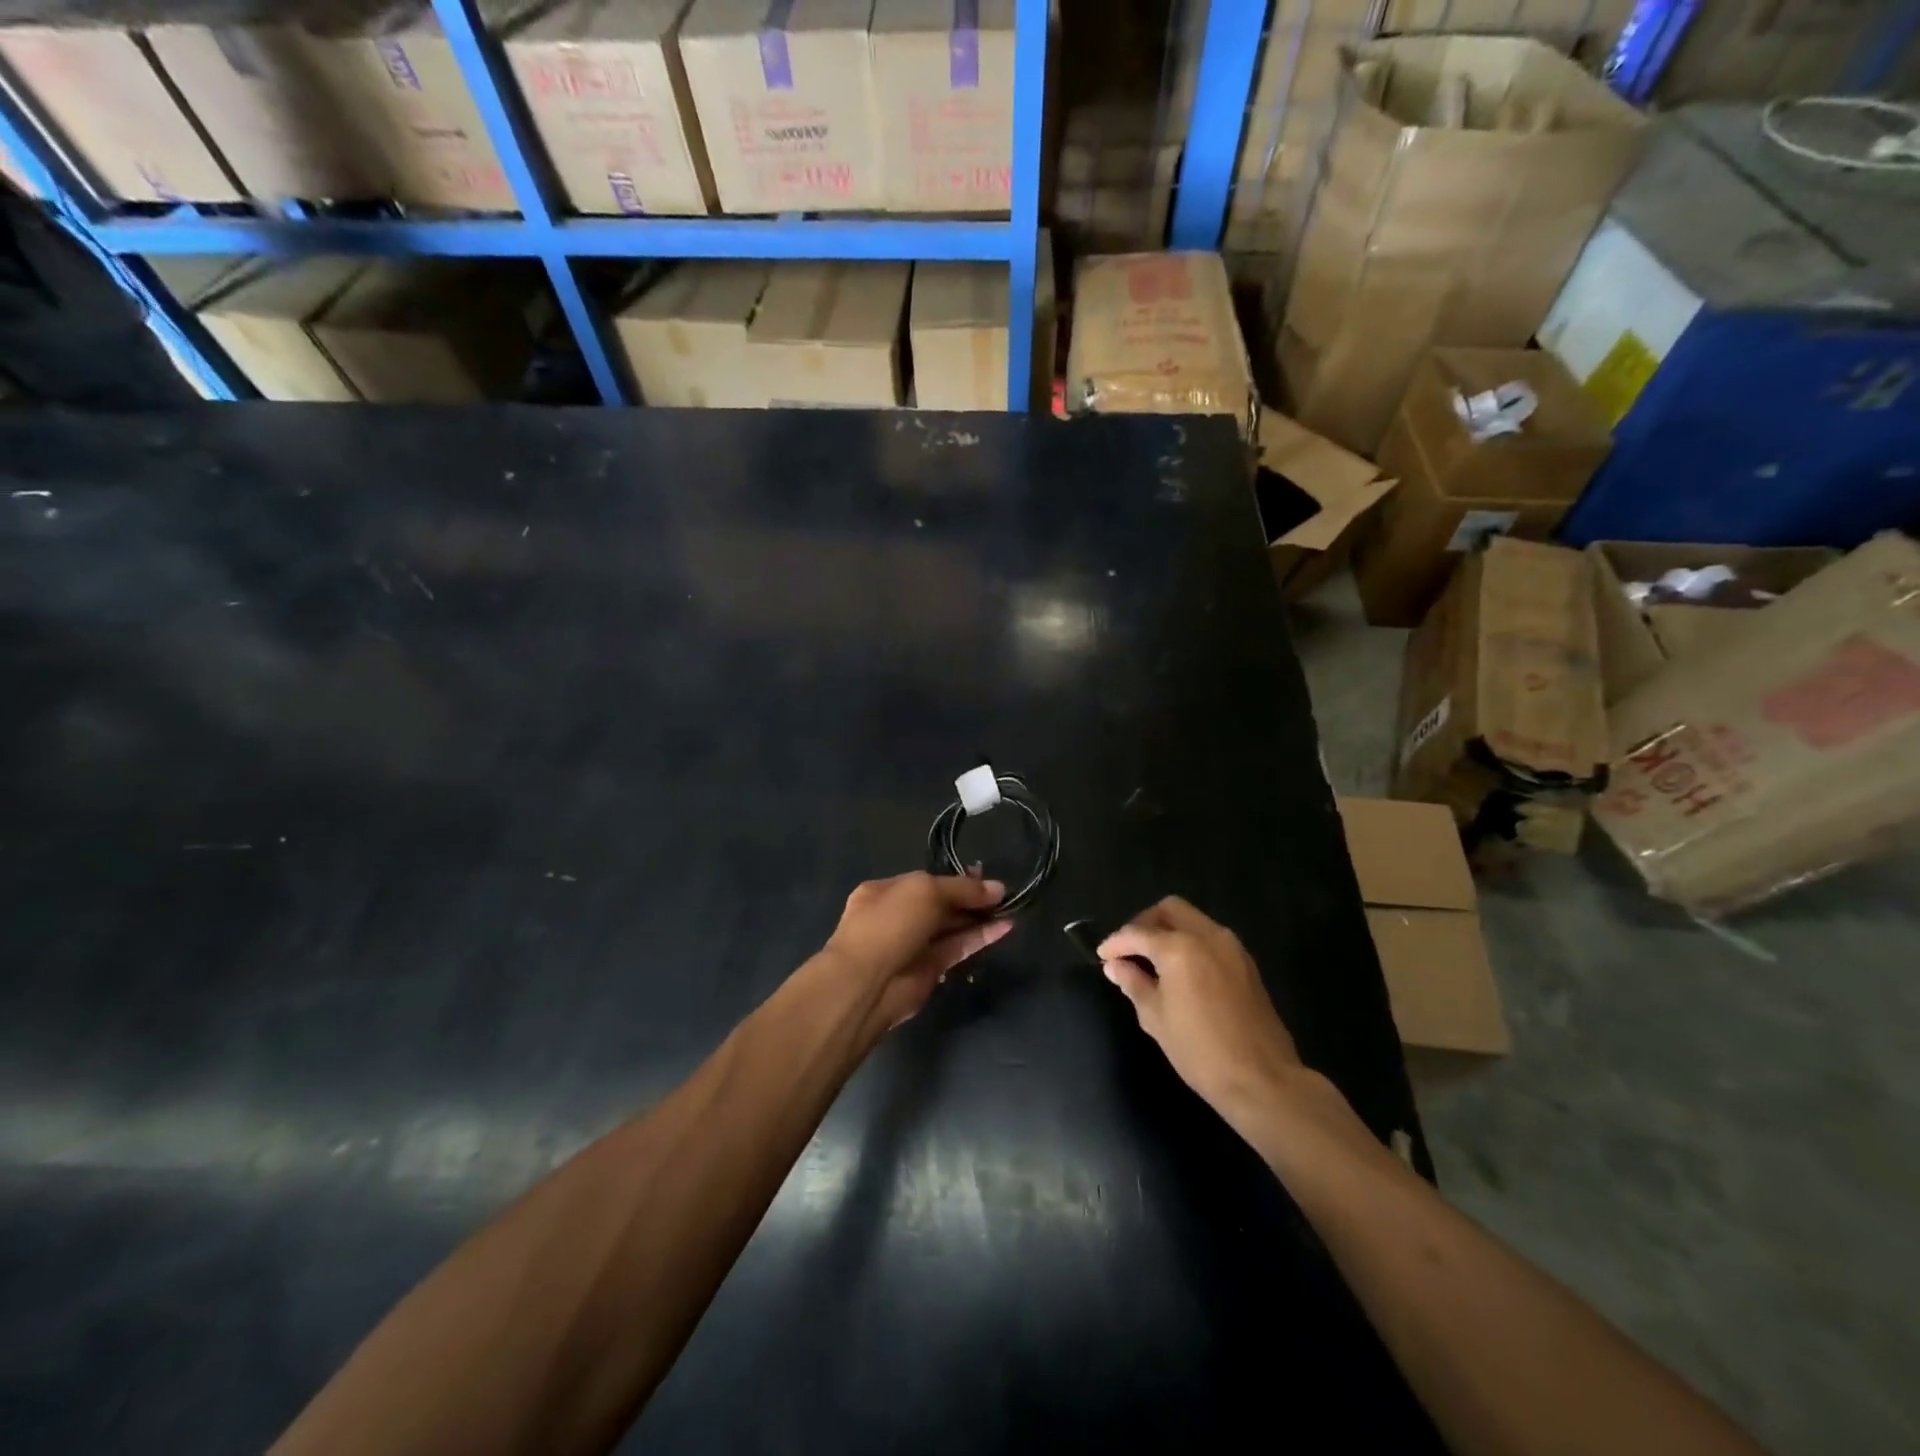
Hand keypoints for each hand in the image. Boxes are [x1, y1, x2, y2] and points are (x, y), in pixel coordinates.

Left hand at [824, 872, 1011, 1029]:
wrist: (866, 983)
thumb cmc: (889, 923)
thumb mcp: (926, 891)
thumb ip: (962, 889)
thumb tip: (997, 888)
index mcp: (885, 891)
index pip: (927, 880)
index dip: (956, 879)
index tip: (985, 877)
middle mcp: (898, 916)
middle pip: (941, 904)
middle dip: (970, 898)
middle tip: (1002, 895)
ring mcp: (913, 944)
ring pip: (951, 927)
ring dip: (980, 918)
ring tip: (1011, 908)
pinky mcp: (929, 969)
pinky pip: (958, 948)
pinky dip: (980, 937)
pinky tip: (1005, 927)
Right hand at [1100, 897, 1303, 1126]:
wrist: (1262, 1079)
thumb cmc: (1200, 1051)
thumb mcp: (1156, 1018)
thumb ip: (1134, 983)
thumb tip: (1115, 966)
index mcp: (1179, 948)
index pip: (1138, 933)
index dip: (1116, 943)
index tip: (1103, 955)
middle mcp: (1207, 936)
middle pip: (1169, 909)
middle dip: (1144, 923)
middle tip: (1130, 950)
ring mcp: (1231, 947)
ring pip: (1193, 920)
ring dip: (1170, 931)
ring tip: (1154, 961)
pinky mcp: (1246, 963)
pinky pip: (1211, 938)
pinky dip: (1191, 943)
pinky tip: (1182, 971)